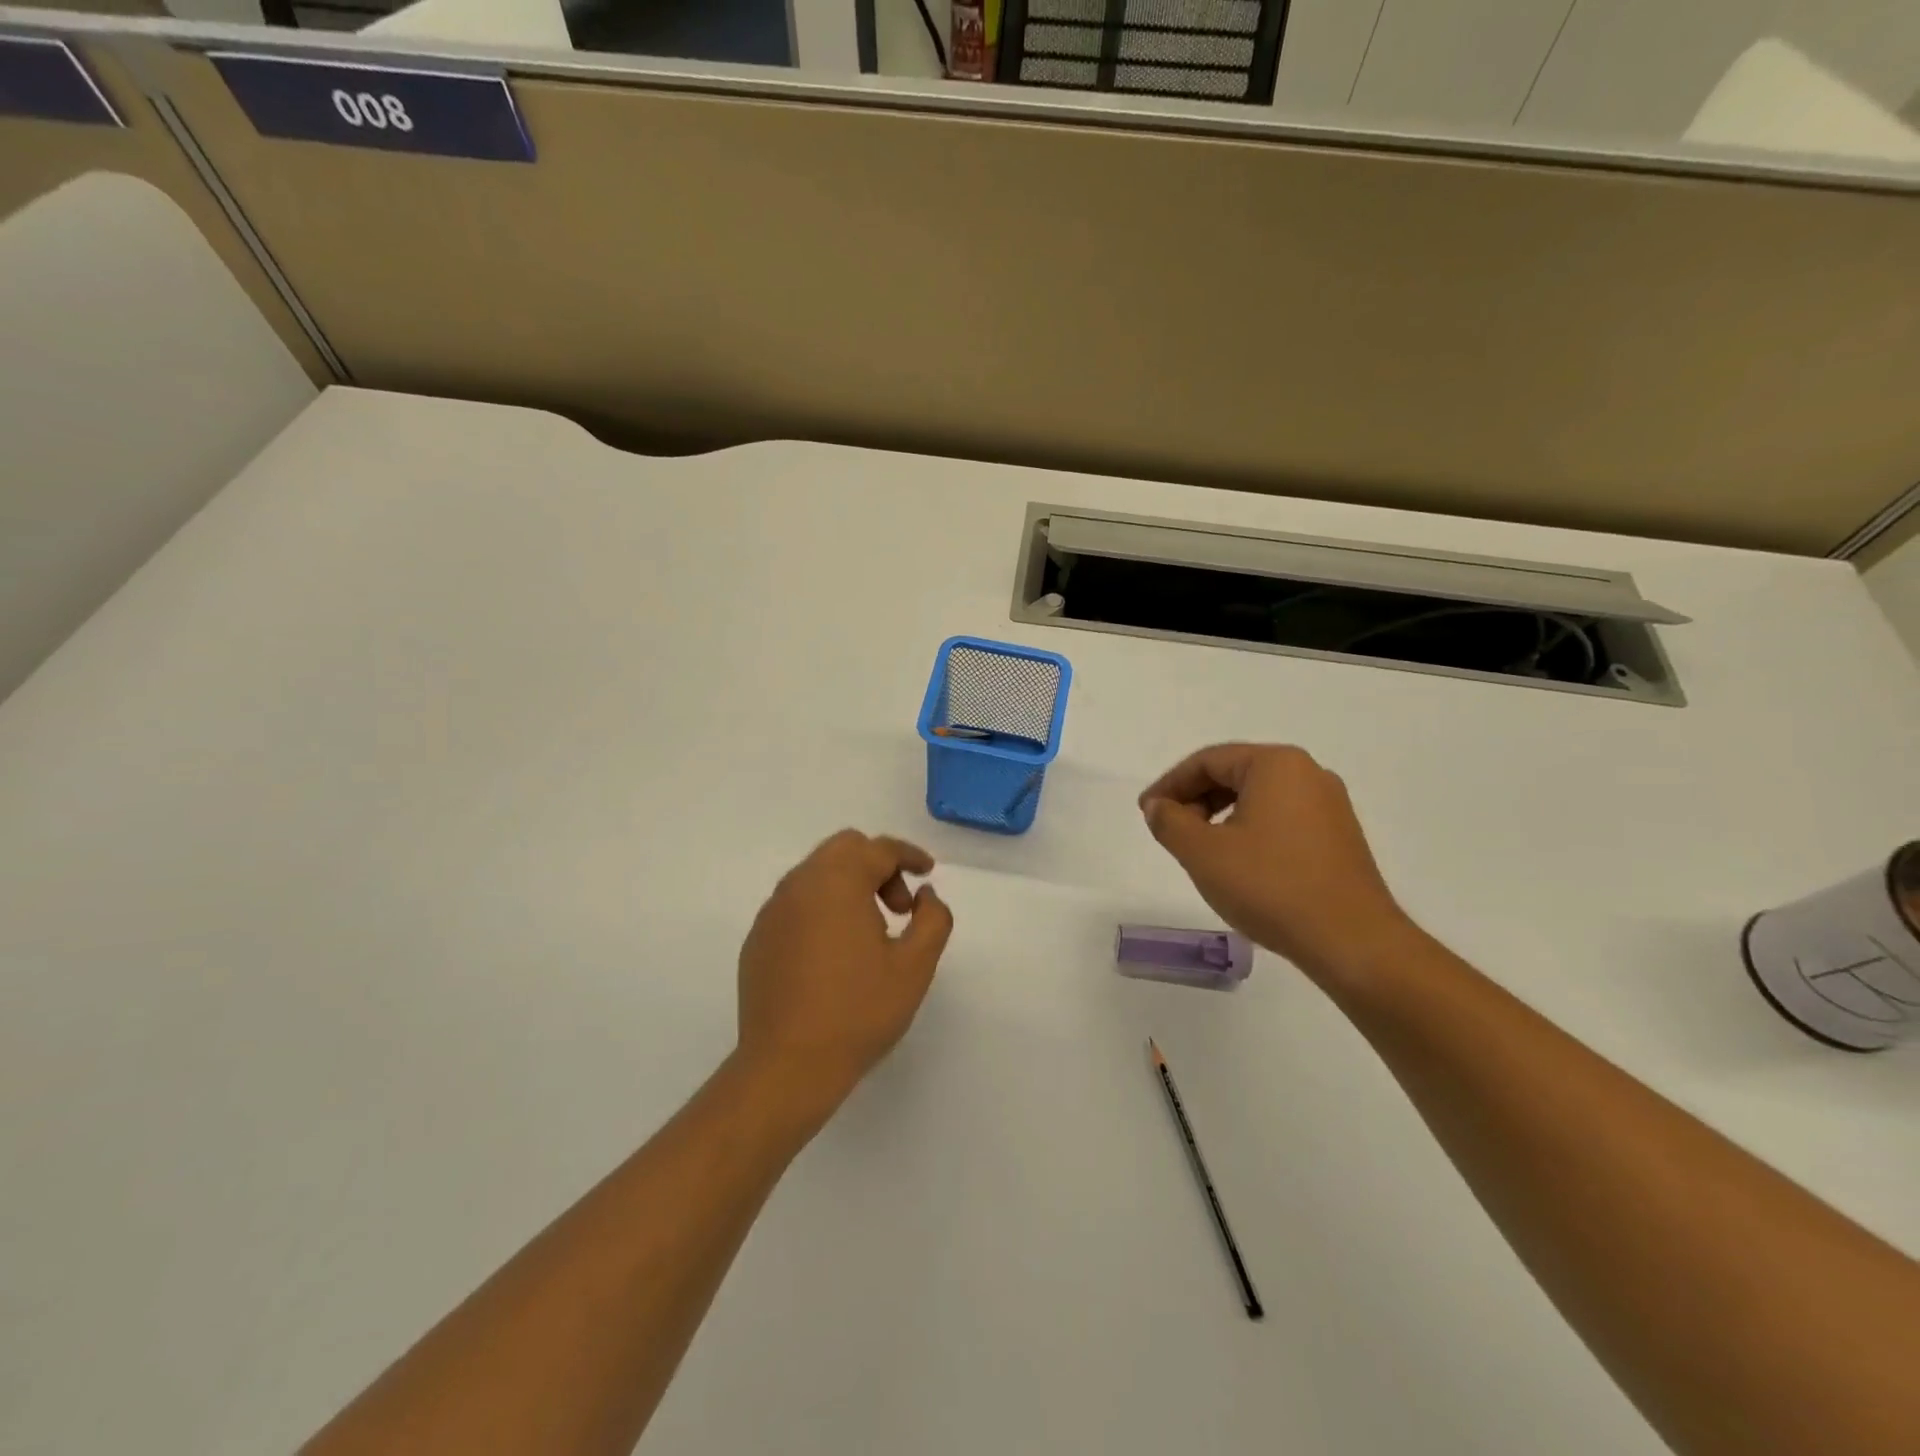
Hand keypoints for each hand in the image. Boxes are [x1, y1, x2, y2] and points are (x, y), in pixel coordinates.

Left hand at [735, 830, 953, 1120]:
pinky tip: (835, 953)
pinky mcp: (758, 939)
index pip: (878, 849)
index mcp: (837, 882)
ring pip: (817, 874)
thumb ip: (932, 919)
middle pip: (844, 849)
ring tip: (871, 933)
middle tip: (899, 907)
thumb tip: (925, 895)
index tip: (927, 872)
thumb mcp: (915, 966)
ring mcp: (773, 912)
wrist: (787, 1066)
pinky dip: (822, 908)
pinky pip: (796, 903)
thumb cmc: (858, 1011)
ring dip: (849, 886)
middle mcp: (799, 885)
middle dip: (878, 866)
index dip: (908, 855)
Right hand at [1139, 743, 1414, 984]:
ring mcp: (1329, 805)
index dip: (1170, 784)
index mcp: (1276, 765)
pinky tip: (1237, 862)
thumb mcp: (1203, 853)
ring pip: (1258, 797)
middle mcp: (1308, 773)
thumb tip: (1157, 806)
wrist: (1352, 941)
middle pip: (1235, 773)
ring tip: (1199, 848)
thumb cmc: (1270, 886)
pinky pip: (1281, 818)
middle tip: (1169, 829)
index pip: (1208, 761)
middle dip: (1195, 798)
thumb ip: (1170, 822)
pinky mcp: (1339, 836)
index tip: (1146, 811)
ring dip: (1220, 815)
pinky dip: (1249, 829)